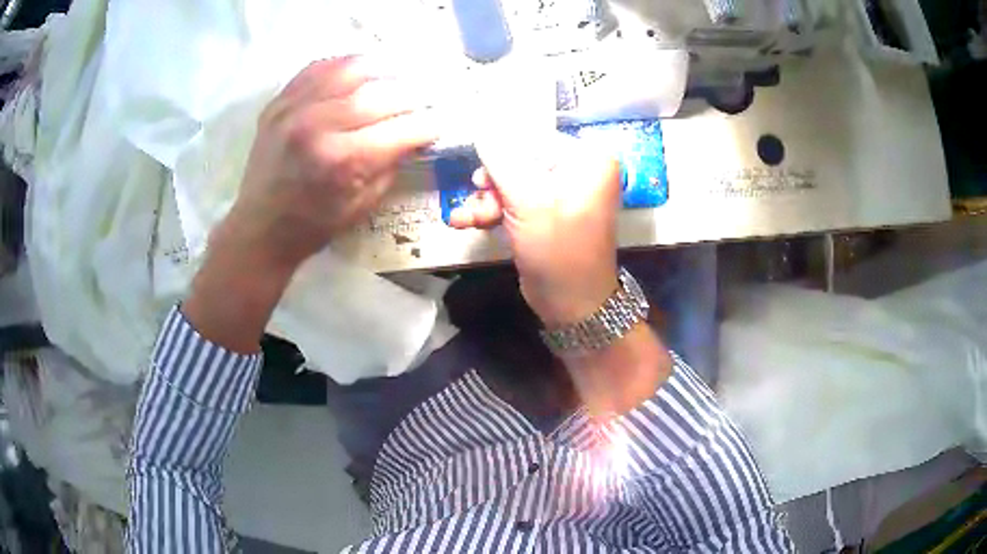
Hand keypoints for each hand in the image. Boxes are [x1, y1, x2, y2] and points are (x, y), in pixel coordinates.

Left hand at [185, 56, 436, 352]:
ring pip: (351, 69)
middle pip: (381, 93)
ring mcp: (294, 108)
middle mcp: (318, 126)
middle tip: (424, 98)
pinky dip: (346, 64)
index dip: (428, 123)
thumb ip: (392, 163)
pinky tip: (361, 70)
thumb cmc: (314, 225)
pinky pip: (319, 67)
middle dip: (412, 95)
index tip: (440, 122)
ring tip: (398, 75)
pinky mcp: (279, 102)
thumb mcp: (363, 203)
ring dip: (383, 70)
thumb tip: (416, 133)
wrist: (260, 227)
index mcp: (342, 160)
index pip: (402, 128)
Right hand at [449, 134, 621, 325]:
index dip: (499, 148)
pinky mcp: (546, 212)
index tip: (472, 158)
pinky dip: (493, 210)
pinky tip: (469, 221)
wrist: (572, 306)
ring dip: (486, 199)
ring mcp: (561, 192)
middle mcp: (577, 169)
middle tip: (476, 192)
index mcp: (586, 159)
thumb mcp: (529, 202)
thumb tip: (480, 126)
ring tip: (467, 218)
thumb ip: (501, 161)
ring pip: (512, 181)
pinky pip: (515, 200)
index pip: (533, 137)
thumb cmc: (559, 251)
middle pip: (520, 159)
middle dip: (492, 181)